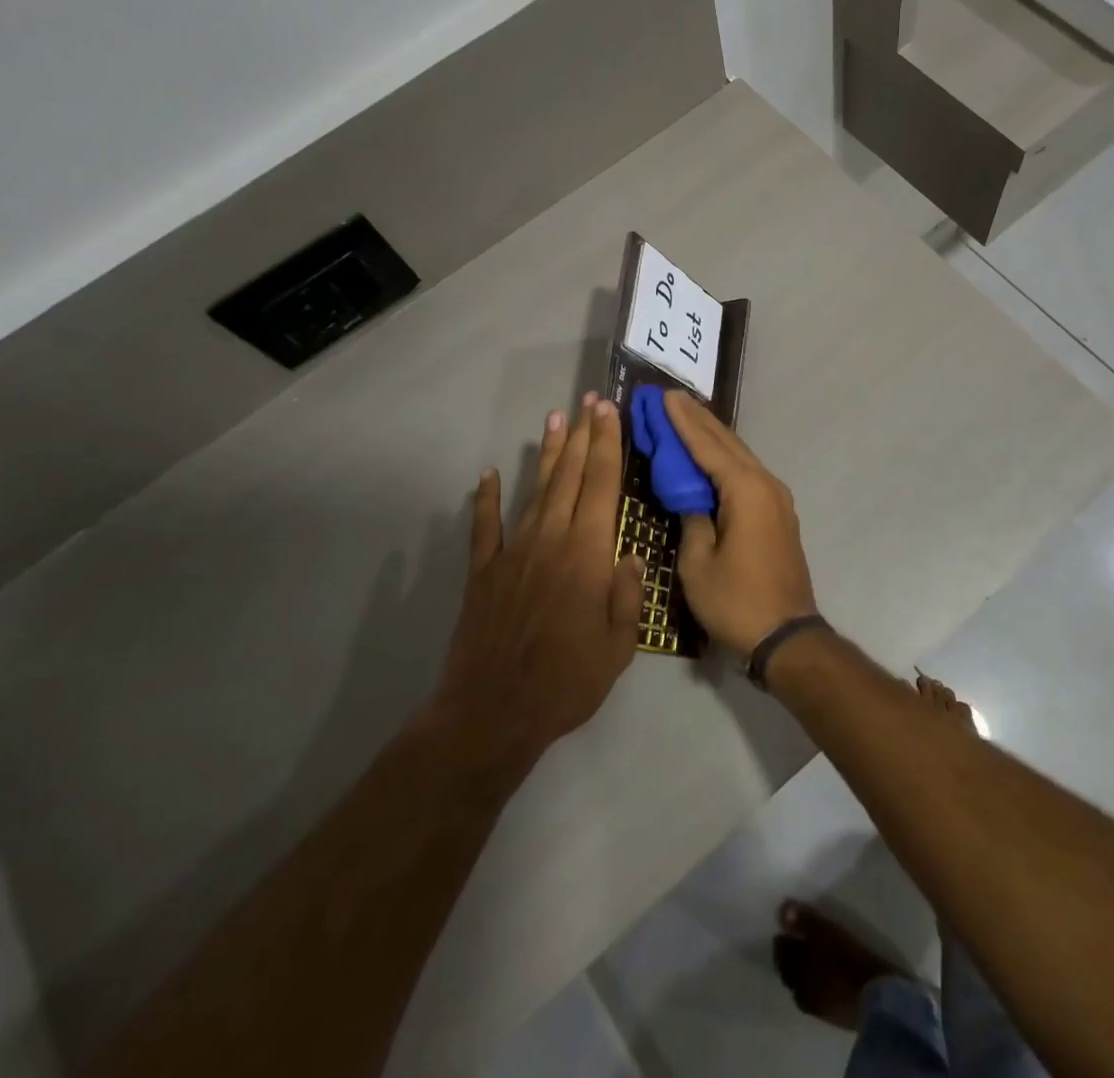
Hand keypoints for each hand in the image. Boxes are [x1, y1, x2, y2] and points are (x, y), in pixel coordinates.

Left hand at [430, 394, 645, 780]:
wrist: (494, 711)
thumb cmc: (567, 681)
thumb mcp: (619, 646)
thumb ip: (627, 594)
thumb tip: (630, 554)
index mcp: (588, 554)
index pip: (602, 485)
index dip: (607, 444)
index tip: (609, 412)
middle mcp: (552, 540)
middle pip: (570, 476)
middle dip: (582, 435)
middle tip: (589, 401)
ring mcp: (513, 552)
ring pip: (535, 491)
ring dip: (547, 454)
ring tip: (555, 420)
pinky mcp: (483, 572)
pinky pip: (485, 527)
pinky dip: (485, 499)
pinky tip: (486, 475)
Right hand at [665, 390, 818, 657]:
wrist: (786, 635)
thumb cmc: (737, 601)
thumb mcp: (698, 563)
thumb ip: (691, 519)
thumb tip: (690, 496)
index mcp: (746, 490)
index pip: (707, 446)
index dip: (682, 422)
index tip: (663, 397)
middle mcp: (765, 484)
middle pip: (727, 443)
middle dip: (697, 420)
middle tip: (670, 398)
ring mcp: (776, 498)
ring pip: (739, 456)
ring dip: (712, 436)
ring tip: (686, 416)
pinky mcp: (777, 514)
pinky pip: (746, 473)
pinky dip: (724, 458)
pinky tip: (709, 454)